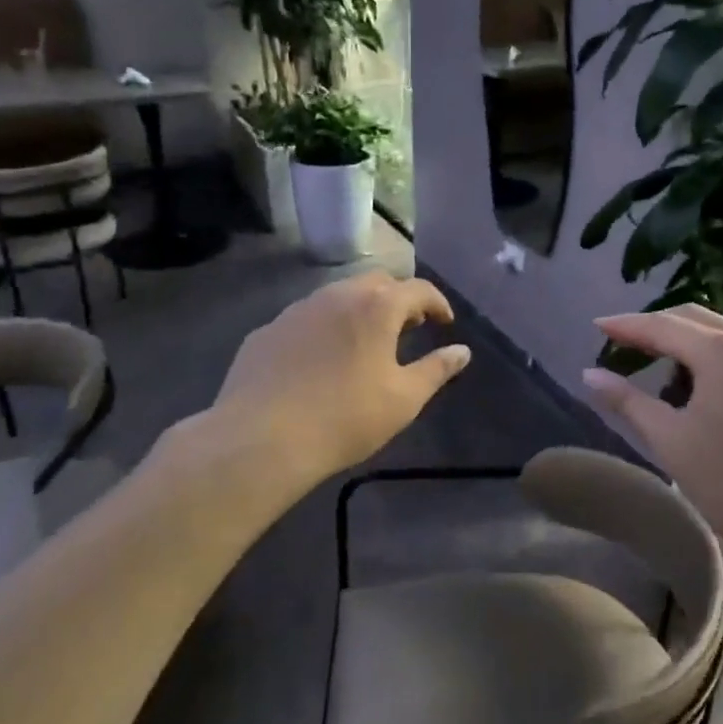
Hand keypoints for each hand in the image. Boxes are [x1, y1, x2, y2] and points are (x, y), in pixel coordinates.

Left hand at [187, 272, 471, 486]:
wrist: (261, 440)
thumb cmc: (345, 418)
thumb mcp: (404, 399)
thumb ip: (437, 370)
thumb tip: (462, 351)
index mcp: (376, 307)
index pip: (418, 289)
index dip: (437, 303)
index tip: (444, 323)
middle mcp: (336, 296)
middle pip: (376, 283)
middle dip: (397, 299)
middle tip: (407, 328)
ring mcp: (296, 311)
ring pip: (337, 296)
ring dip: (359, 309)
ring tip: (364, 341)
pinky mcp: (266, 332)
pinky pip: (305, 319)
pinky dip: (324, 328)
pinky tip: (320, 360)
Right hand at [583, 305, 722, 569]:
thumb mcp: (672, 442)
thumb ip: (628, 401)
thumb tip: (590, 374)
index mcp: (722, 352)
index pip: (662, 325)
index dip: (626, 325)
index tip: (596, 325)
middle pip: (693, 318)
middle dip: (655, 325)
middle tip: (622, 342)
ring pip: (720, 334)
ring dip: (684, 339)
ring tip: (654, 363)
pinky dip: (710, 355)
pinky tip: (696, 384)